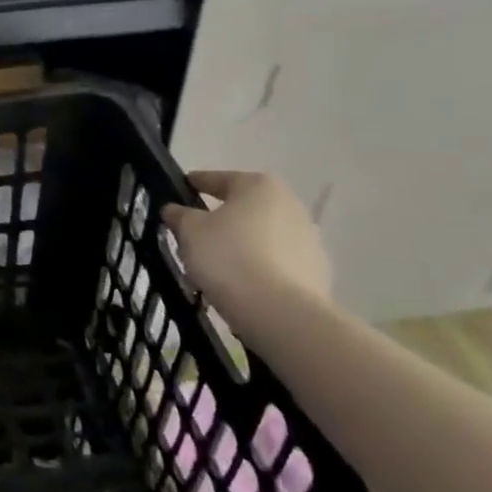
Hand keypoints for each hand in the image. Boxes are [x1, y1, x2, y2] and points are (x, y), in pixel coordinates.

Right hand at [160, 172, 332, 328]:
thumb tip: (175, 210)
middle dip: (221, 217)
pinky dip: (258, 267)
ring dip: (241, 243)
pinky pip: (276, 262)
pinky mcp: (316, 272)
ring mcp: (309, 240)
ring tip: (215, 264)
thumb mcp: (189, 231)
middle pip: (244, 207)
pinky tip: (239, 283)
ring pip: (261, 236)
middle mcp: (290, 205)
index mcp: (259, 186)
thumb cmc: (228, 257)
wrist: (280, 312)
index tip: (180, 190)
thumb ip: (180, 215)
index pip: (219, 179)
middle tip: (194, 231)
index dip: (196, 184)